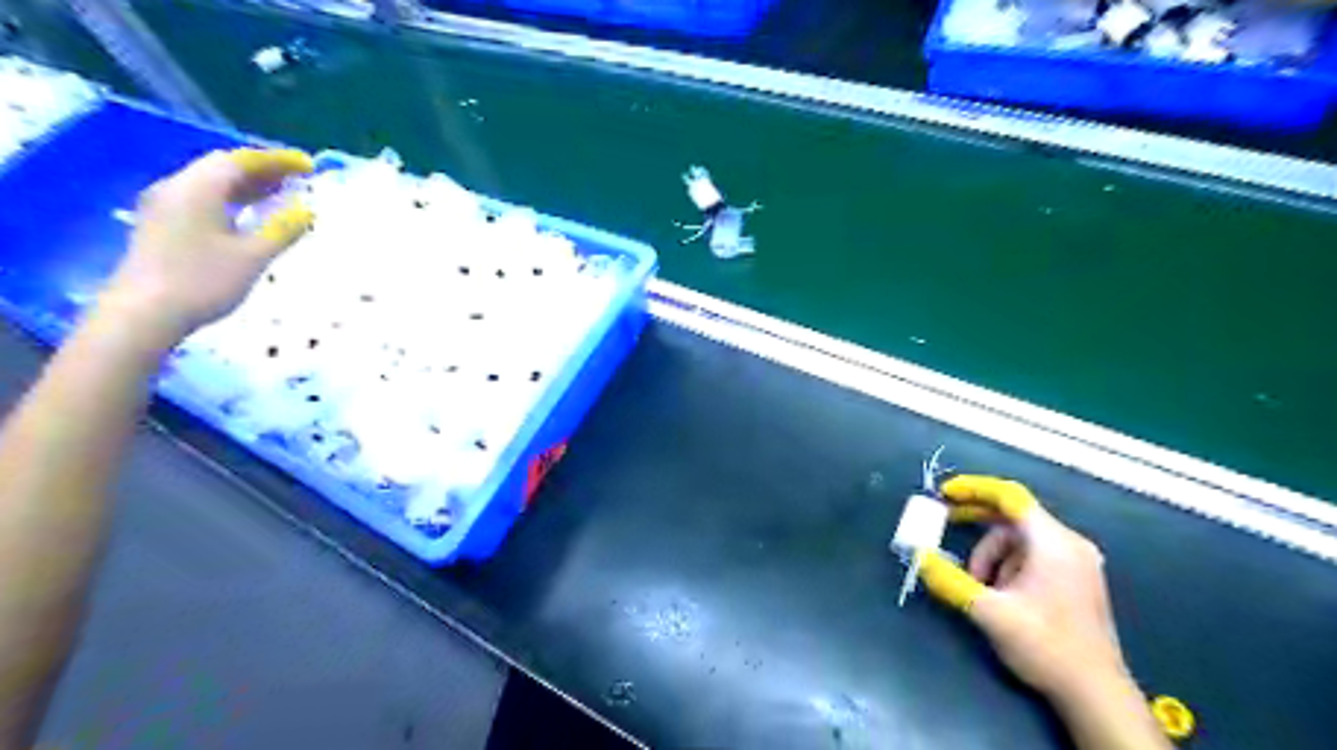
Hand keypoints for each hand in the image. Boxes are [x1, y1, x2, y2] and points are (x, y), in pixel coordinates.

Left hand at [95, 142, 316, 341]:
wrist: (144, 312)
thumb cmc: (203, 281)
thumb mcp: (253, 256)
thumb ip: (282, 229)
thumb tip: (307, 209)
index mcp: (198, 189)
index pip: (241, 161)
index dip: (277, 160)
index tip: (308, 166)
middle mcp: (177, 188)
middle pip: (223, 167)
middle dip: (262, 169)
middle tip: (297, 178)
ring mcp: (165, 206)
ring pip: (211, 182)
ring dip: (247, 184)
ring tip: (280, 193)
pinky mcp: (163, 224)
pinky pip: (202, 198)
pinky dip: (232, 198)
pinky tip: (249, 213)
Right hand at [920, 478, 1171, 747]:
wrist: (1097, 695)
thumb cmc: (1046, 646)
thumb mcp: (990, 612)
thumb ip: (951, 581)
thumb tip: (921, 558)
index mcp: (1053, 542)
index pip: (1010, 497)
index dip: (974, 489)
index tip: (944, 493)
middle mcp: (1069, 544)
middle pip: (1013, 518)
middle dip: (977, 523)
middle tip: (945, 523)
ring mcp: (1077, 562)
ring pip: (1020, 540)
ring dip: (992, 555)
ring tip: (979, 586)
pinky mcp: (1076, 580)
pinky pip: (1033, 556)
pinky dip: (1009, 565)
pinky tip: (1000, 593)